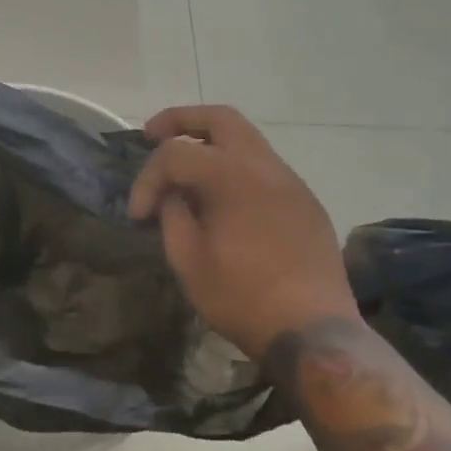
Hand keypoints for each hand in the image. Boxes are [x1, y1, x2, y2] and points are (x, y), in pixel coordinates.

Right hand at [128, 105, 356, 359]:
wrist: (313, 331)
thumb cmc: (242, 297)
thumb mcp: (188, 260)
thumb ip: (173, 215)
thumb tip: (173, 196)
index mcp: (232, 175)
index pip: (176, 155)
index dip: (148, 179)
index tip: (138, 214)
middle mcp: (265, 166)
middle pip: (221, 118)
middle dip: (182, 120)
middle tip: (153, 134)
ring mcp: (291, 182)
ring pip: (248, 140)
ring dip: (212, 144)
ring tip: (187, 169)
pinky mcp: (306, 203)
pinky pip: (265, 168)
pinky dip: (237, 168)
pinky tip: (223, 198)